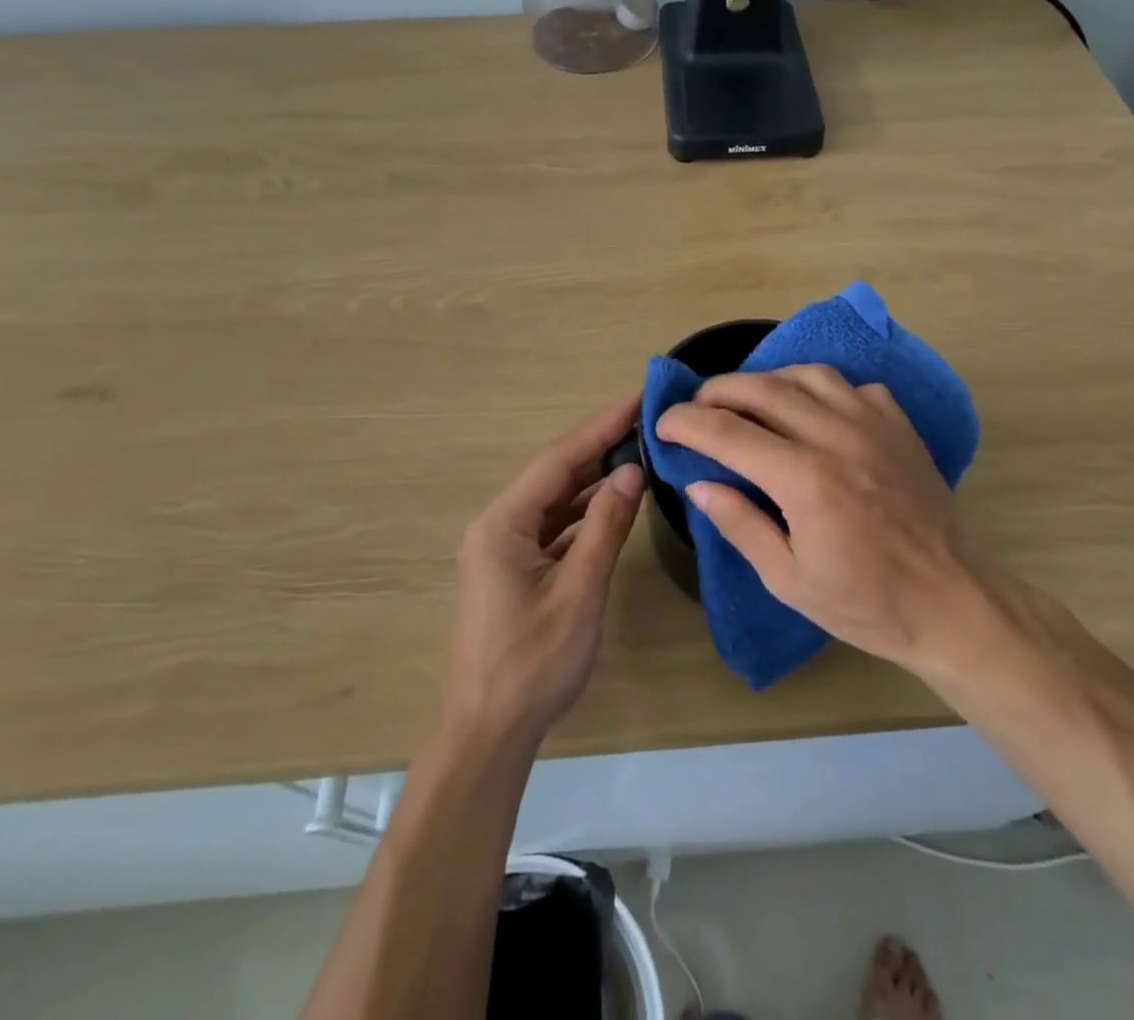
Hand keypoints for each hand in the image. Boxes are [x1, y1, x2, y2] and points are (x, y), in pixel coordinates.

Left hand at [442, 395, 645, 747]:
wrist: (487, 734)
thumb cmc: (533, 664)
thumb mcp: (579, 591)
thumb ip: (605, 527)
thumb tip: (630, 470)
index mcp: (503, 523)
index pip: (560, 459)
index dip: (601, 426)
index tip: (637, 399)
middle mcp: (497, 525)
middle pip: (555, 475)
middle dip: (600, 448)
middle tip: (646, 423)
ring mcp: (502, 549)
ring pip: (554, 501)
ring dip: (593, 481)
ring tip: (638, 455)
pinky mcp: (512, 570)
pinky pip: (552, 528)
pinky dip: (583, 514)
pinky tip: (613, 505)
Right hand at [656, 366, 977, 671]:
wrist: (952, 602)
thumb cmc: (866, 603)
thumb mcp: (789, 580)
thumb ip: (740, 525)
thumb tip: (699, 484)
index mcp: (805, 480)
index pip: (728, 432)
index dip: (686, 423)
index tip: (663, 423)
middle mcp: (837, 437)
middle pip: (763, 389)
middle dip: (718, 390)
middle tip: (696, 406)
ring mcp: (874, 424)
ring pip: (808, 375)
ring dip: (767, 379)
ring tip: (748, 399)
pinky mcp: (899, 426)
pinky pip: (852, 386)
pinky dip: (820, 388)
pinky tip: (812, 410)